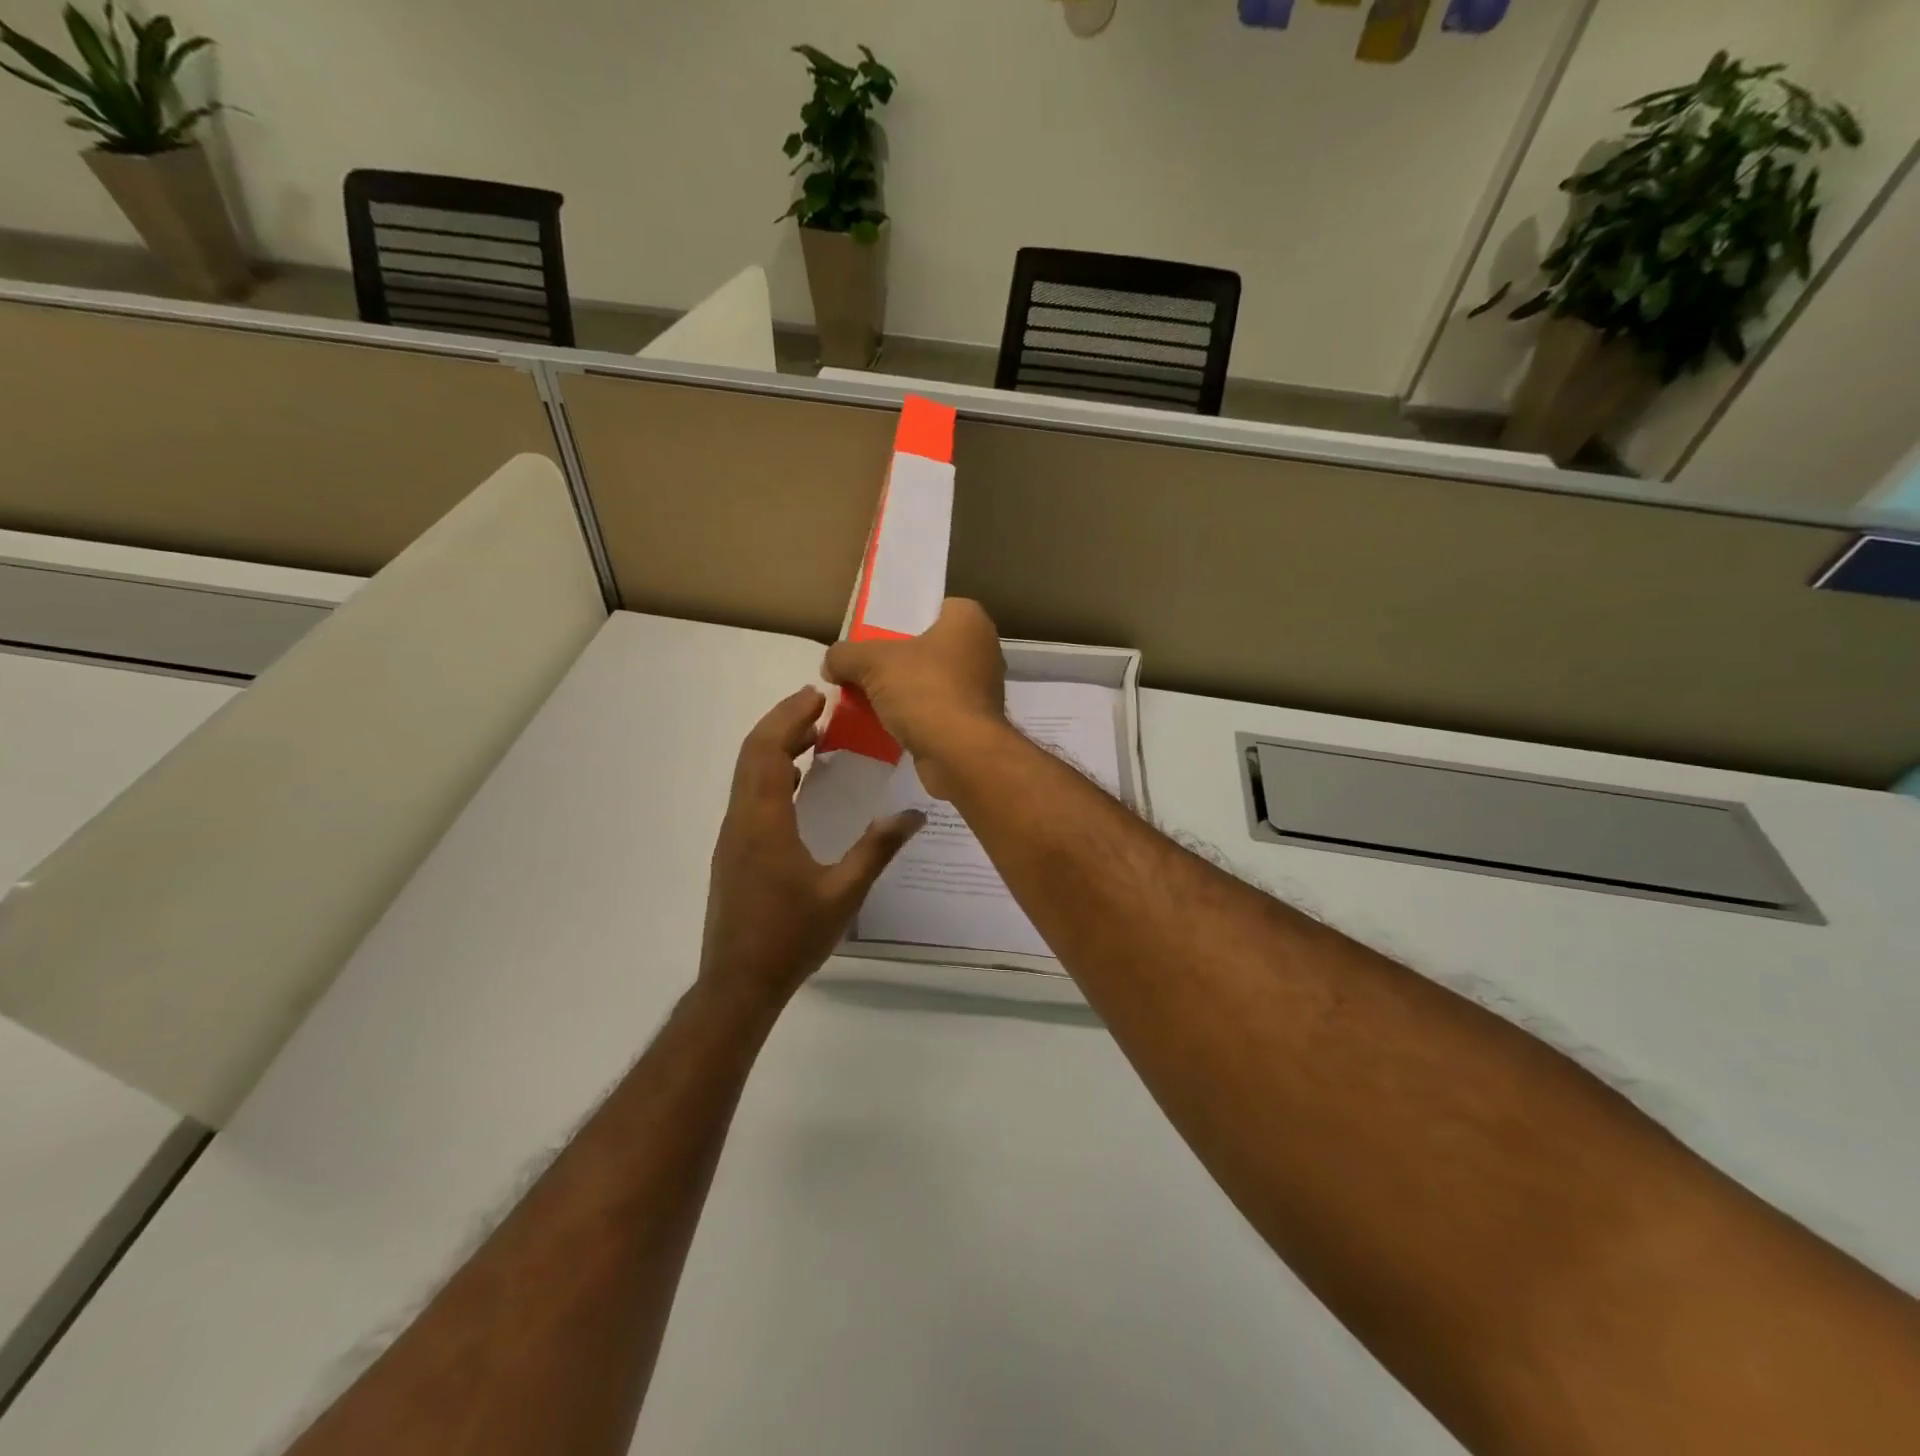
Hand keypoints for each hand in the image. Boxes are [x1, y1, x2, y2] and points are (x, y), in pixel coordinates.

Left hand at [699, 687, 924, 1008]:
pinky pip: (750, 795)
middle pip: (752, 754)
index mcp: (763, 822)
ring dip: (775, 746)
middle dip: (782, 722)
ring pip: (747, 774)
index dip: (790, 718)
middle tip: (817, 705)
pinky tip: (797, 782)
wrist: (738, 984)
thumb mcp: (844, 894)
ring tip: (812, 735)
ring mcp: (733, 836)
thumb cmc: (790, 938)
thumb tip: (915, 815)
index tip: (818, 696)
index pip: (768, 751)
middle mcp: (741, 820)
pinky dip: (771, 773)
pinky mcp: (734, 852)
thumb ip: (878, 849)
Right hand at [823, 598, 1007, 798]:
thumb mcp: (872, 662)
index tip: (872, 632)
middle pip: (927, 645)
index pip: (930, 606)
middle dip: (895, 657)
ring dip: (902, 689)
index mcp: (968, 620)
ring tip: (866, 696)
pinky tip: (884, 723)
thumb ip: (845, 654)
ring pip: (930, 679)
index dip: (900, 618)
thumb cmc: (925, 690)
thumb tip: (831, 664)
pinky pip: (935, 709)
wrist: (961, 754)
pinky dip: (913, 714)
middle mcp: (982, 649)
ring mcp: (980, 688)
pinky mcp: (973, 722)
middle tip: (862, 666)